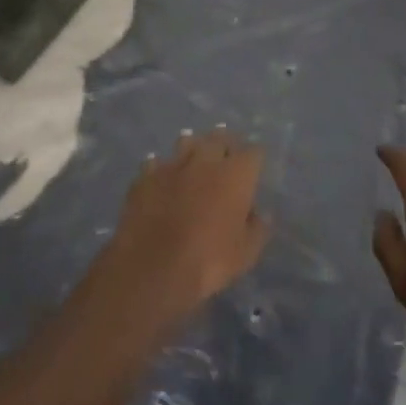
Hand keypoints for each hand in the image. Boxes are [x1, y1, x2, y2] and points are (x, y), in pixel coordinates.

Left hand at [93, 130, 271, 335]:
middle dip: (224, 143)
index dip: (254, 157)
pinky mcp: (146, 176)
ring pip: (186, 142)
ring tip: (194, 153)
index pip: (253, 152)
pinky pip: (156, 163)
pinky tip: (160, 173)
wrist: (154, 266)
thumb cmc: (208, 260)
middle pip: (218, 138)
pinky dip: (161, 167)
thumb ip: (256, 229)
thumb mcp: (245, 254)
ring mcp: (173, 165)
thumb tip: (259, 214)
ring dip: (193, 146)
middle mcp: (206, 160)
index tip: (254, 165)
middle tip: (225, 152)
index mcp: (235, 175)